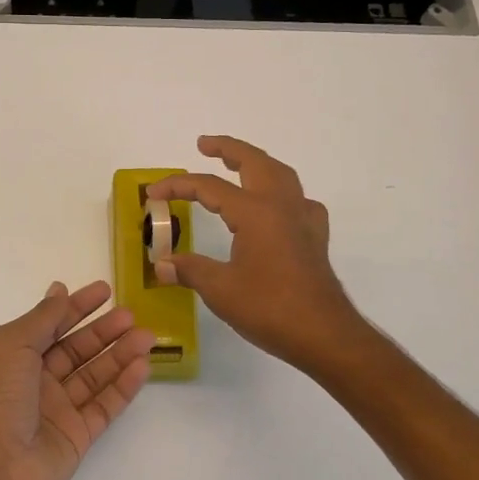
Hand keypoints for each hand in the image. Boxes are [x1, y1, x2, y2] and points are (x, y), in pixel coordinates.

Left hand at [0, 281, 155, 479]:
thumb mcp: (13, 345)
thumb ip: (44, 317)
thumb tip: (60, 288)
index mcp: (17, 355)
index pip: (53, 323)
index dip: (78, 306)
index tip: (105, 291)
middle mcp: (38, 379)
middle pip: (78, 349)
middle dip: (104, 331)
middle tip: (132, 316)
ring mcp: (59, 408)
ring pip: (96, 375)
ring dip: (120, 354)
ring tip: (147, 337)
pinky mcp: (78, 435)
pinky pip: (105, 405)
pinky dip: (124, 386)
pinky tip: (142, 367)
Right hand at [149, 135, 368, 375]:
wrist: (325, 335)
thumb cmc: (270, 308)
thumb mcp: (220, 290)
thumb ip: (190, 270)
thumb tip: (162, 264)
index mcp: (255, 211)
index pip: (209, 186)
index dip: (178, 186)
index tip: (153, 193)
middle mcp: (281, 205)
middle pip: (254, 161)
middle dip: (227, 148)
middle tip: (204, 144)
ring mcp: (303, 219)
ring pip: (280, 174)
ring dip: (256, 162)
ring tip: (237, 164)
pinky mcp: (315, 237)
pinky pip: (299, 200)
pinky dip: (282, 192)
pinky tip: (276, 206)